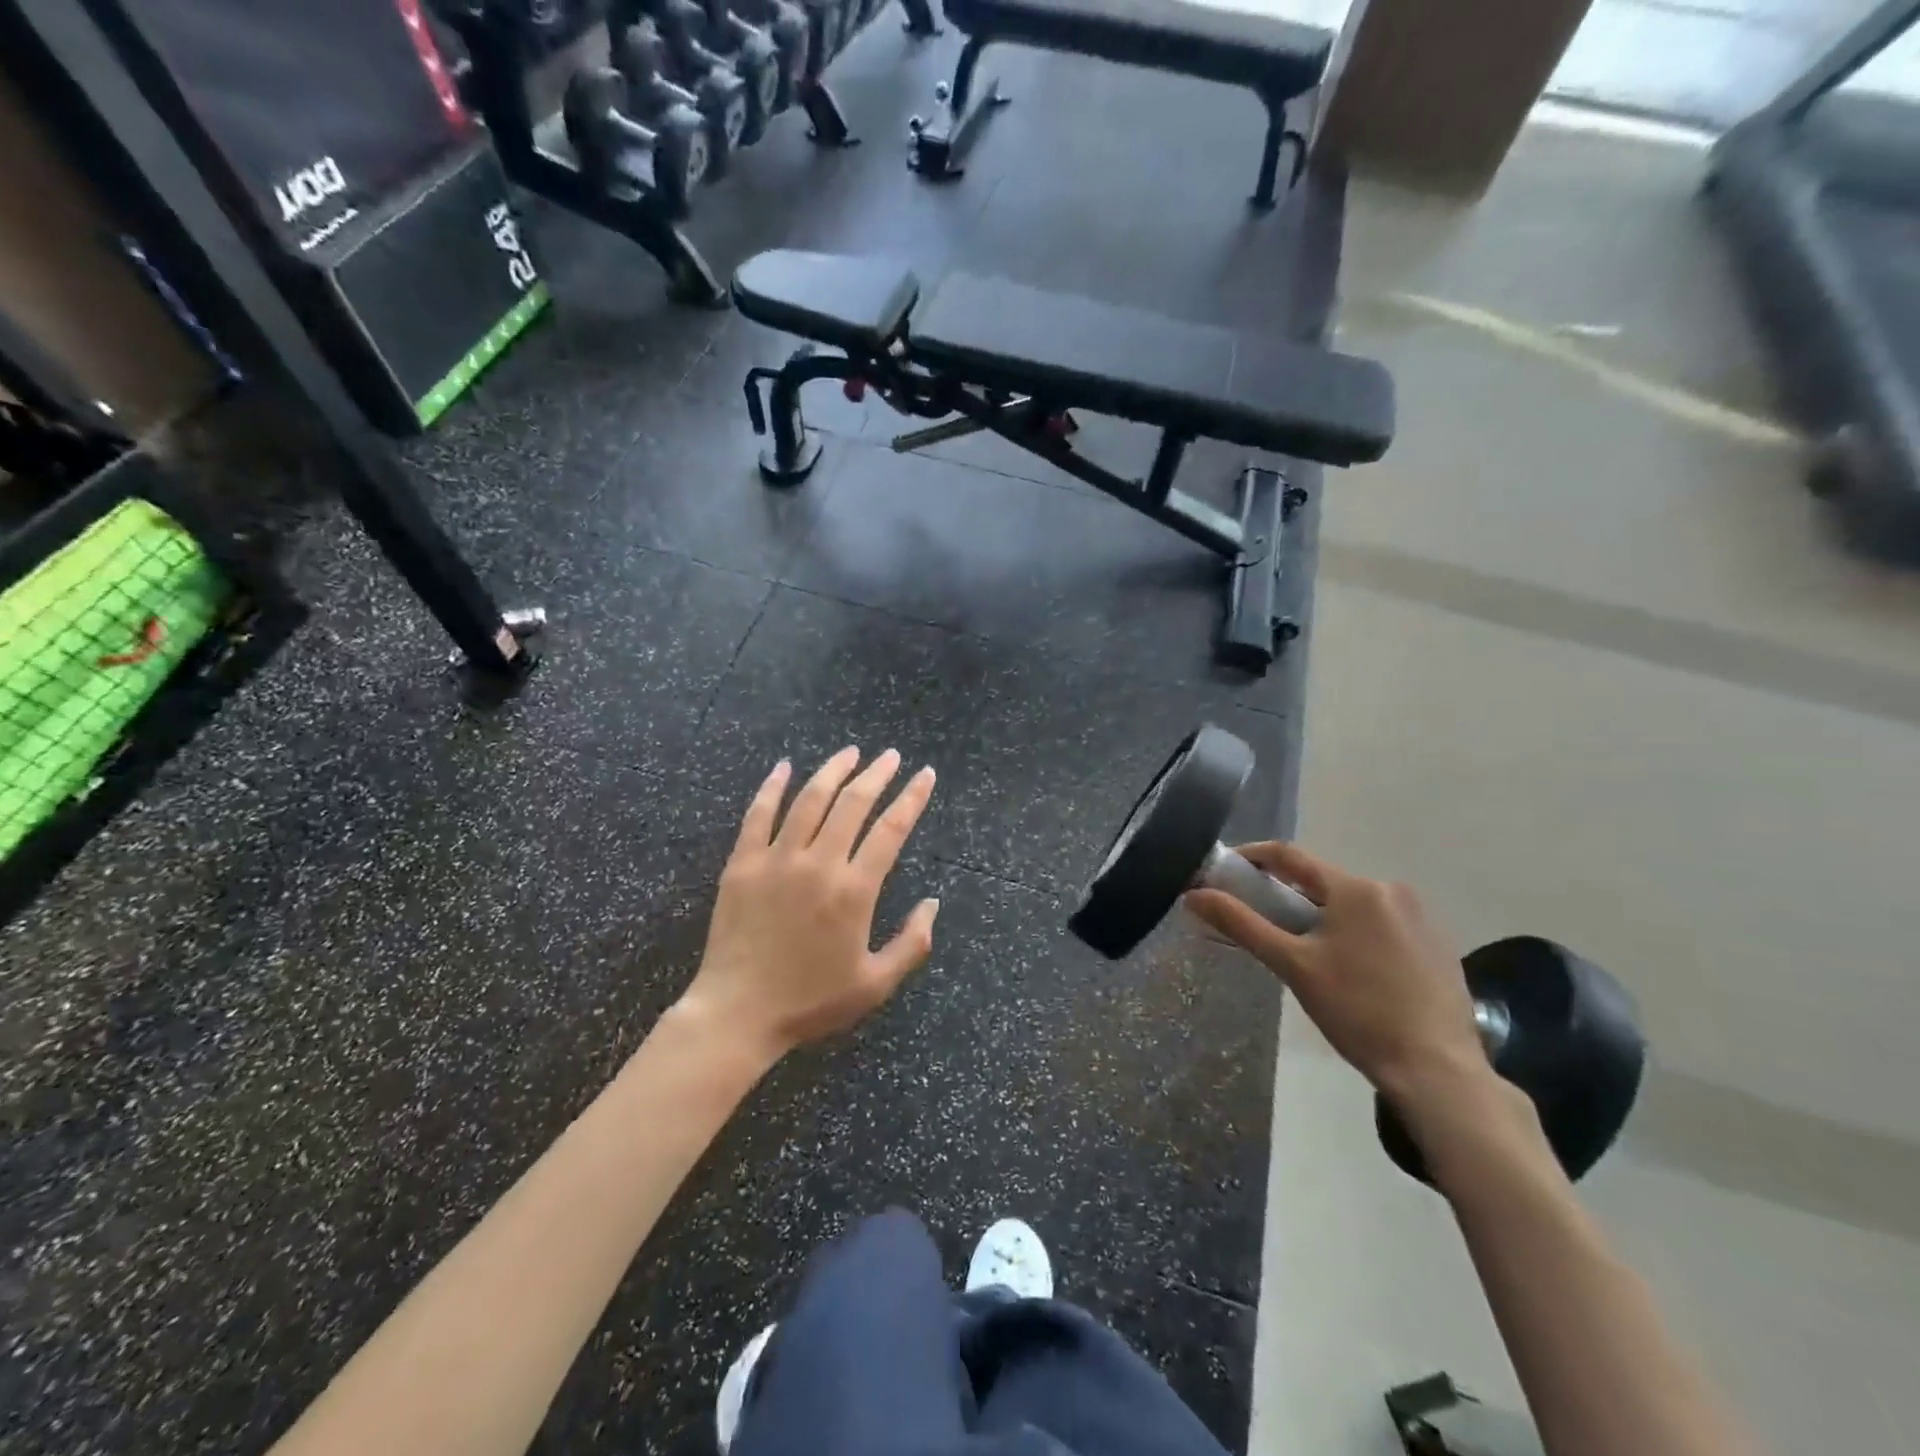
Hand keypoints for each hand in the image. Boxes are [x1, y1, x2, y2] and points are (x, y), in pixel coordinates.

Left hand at [680, 747, 939, 1061]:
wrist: (738, 1014)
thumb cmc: (811, 1002)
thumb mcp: (875, 985)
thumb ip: (912, 944)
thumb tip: (933, 903)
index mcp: (854, 891)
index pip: (891, 830)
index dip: (912, 798)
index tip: (925, 775)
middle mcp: (818, 864)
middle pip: (853, 804)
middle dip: (877, 774)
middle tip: (890, 756)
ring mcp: (776, 859)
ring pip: (810, 800)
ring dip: (833, 771)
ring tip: (850, 752)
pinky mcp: (742, 864)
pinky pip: (758, 814)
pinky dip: (772, 787)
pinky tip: (784, 767)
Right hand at [1185, 843, 1488, 1109]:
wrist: (1437, 1070)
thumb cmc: (1357, 1011)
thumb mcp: (1292, 965)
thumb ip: (1241, 924)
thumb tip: (1193, 894)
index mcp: (1356, 888)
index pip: (1290, 856)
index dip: (1252, 857)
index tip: (1225, 869)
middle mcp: (1391, 889)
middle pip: (1323, 882)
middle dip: (1287, 895)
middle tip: (1261, 922)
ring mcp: (1421, 917)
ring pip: (1352, 904)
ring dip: (1322, 917)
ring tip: (1303, 953)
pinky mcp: (1438, 944)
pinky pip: (1381, 924)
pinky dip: (1355, 934)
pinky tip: (1349, 970)